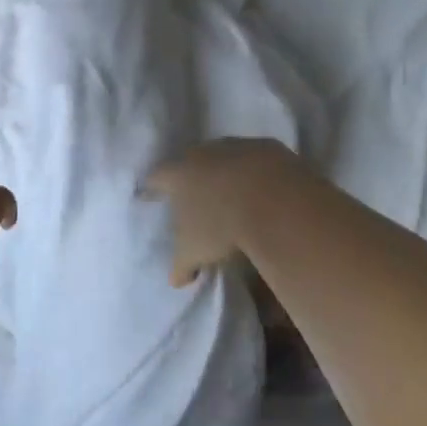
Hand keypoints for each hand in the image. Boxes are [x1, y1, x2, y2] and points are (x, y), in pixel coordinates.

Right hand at [143, 138, 305, 286]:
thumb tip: (176, 279)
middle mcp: (201, 154)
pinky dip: (256, 172)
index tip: (152, 195)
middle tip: (196, 196)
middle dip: (191, 177)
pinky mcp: (266, 147)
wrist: (274, 202)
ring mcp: (235, 146)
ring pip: (224, 157)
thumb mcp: (194, 253)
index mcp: (176, 175)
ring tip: (233, 194)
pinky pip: (256, 158)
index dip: (153, 188)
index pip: (156, 178)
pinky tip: (264, 190)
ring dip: (226, 172)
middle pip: (190, 162)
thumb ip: (181, 264)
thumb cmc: (221, 227)